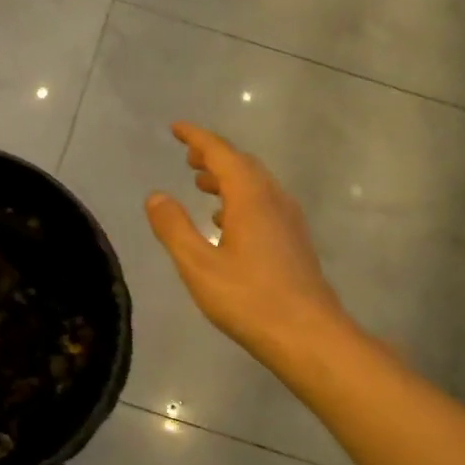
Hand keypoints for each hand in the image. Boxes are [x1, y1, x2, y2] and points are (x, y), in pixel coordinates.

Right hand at [145, 123, 348, 363]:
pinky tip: (228, 222)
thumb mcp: (198, 265)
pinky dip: (241, 199)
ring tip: (202, 184)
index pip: (222, 153)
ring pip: (256, 185)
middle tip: (188, 157)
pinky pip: (265, 204)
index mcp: (250, 198)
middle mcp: (274, 200)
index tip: (176, 128)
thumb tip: (156, 196)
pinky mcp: (295, 241)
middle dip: (214, 156)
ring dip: (228, 178)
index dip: (197, 138)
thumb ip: (174, 228)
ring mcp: (289, 221)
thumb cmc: (248, 299)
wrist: (308, 335)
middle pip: (243, 165)